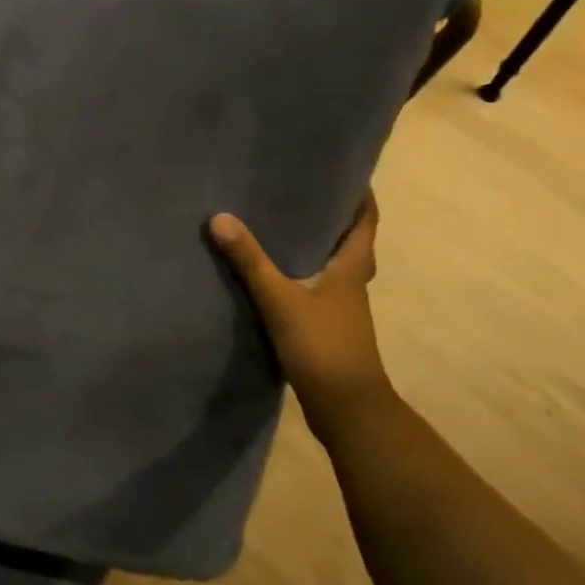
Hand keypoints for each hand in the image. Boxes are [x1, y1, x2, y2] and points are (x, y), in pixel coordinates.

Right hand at [209, 193, 393, 442]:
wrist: (348, 412)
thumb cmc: (323, 347)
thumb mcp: (281, 300)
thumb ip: (250, 261)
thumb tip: (219, 217)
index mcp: (351, 270)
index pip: (365, 224)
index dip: (361, 198)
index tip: (350, 172)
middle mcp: (351, 286)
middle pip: (350, 244)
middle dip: (334, 219)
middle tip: (305, 193)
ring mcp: (341, 311)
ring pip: (333, 268)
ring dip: (317, 247)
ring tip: (284, 226)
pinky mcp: (327, 331)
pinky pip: (316, 291)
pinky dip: (301, 276)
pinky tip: (275, 276)